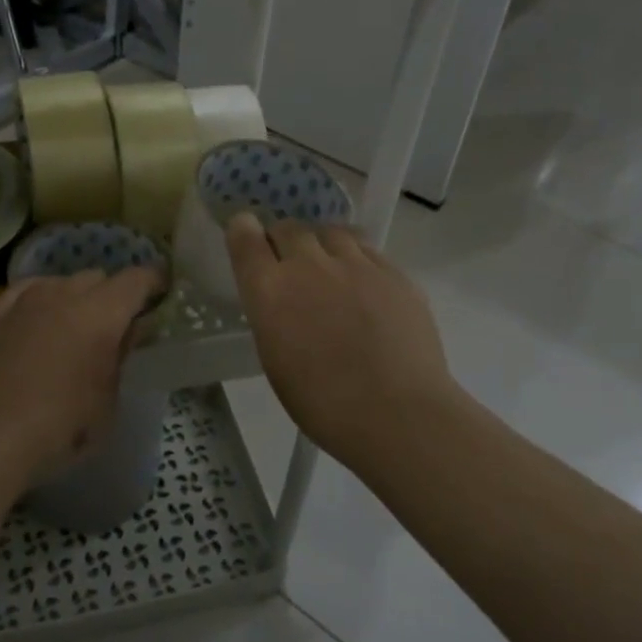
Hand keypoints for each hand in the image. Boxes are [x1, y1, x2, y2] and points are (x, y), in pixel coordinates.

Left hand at [0, 267, 161, 487]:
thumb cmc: (59, 430)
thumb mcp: (106, 404)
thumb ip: (120, 359)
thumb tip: (128, 332)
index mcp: (100, 314)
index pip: (135, 280)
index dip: (152, 282)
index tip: (160, 291)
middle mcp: (62, 294)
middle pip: (96, 277)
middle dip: (110, 294)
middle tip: (113, 323)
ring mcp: (22, 300)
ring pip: (58, 281)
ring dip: (72, 296)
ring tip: (70, 324)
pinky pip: (22, 293)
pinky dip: (37, 300)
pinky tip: (33, 320)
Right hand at [226, 213, 465, 464]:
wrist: (399, 414)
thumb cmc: (324, 403)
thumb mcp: (275, 359)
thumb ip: (273, 316)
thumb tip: (283, 302)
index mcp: (270, 290)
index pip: (245, 236)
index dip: (243, 231)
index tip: (247, 236)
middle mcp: (308, 265)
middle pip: (289, 227)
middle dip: (283, 240)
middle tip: (289, 265)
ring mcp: (356, 264)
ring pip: (330, 232)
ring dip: (322, 245)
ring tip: (329, 268)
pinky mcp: (394, 272)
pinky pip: (367, 250)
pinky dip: (357, 259)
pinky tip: (364, 285)